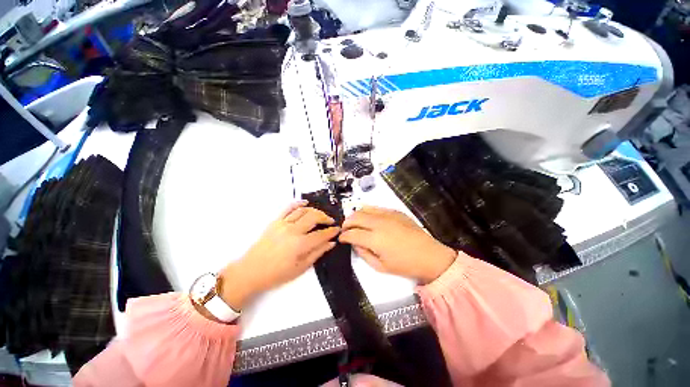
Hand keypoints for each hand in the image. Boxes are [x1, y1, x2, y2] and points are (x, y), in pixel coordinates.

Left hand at [218, 201, 338, 309]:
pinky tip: (305, 203)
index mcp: (300, 244)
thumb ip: (317, 253)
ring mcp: (283, 224)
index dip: (332, 231)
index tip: (337, 229)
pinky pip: (288, 208)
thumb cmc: (277, 274)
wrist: (251, 271)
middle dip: (325, 218)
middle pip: (314, 217)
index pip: (321, 234)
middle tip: (330, 222)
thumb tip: (331, 243)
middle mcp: (293, 230)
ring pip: (303, 210)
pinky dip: (298, 203)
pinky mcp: (275, 221)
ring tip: (320, 215)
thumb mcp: (300, 268)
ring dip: (315, 211)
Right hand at [339, 206, 455, 283]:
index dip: (343, 236)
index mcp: (375, 239)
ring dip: (355, 215)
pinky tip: (369, 218)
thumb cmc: (405, 265)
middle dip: (346, 223)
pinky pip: (376, 208)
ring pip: (364, 209)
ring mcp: (387, 215)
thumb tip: (354, 243)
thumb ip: (363, 253)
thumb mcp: (380, 266)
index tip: (341, 238)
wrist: (429, 256)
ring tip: (355, 222)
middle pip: (355, 217)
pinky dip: (368, 211)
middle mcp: (379, 223)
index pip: (352, 234)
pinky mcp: (395, 211)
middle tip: (345, 229)